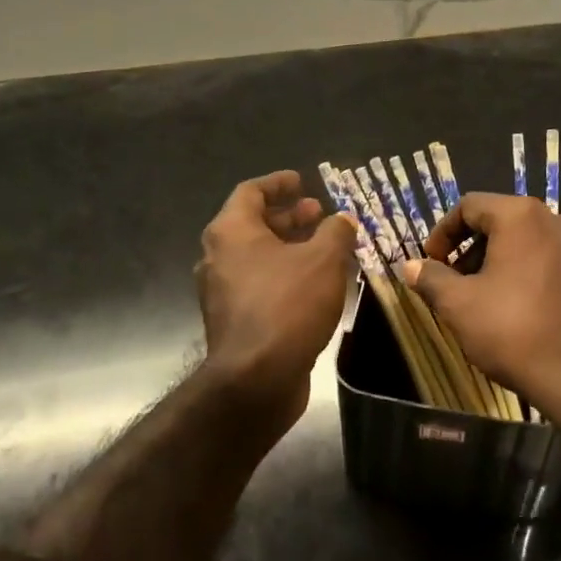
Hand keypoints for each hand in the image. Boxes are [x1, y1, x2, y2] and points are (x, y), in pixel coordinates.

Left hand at [195, 170, 357, 430]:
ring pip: (257, 256)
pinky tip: (316, 284)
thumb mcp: (323, 259)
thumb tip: (343, 219)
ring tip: (325, 248)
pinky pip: (260, 284)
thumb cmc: (288, 305)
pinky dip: (285, 274)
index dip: (278, 183)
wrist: (256, 379)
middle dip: (289, 217)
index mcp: (231, 231)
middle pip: (253, 224)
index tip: (302, 181)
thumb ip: (336, 232)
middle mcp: (218, 257)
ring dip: (290, 247)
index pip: (251, 192)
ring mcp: (222, 291)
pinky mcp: (233, 321)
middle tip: (319, 214)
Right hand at [405, 194, 560, 434]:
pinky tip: (528, 312)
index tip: (431, 264)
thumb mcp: (459, 306)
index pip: (470, 206)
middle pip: (503, 223)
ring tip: (490, 300)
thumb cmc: (516, 333)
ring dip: (504, 263)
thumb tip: (409, 266)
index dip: (442, 233)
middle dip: (473, 250)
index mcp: (523, 216)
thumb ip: (431, 279)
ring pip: (533, 243)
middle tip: (456, 284)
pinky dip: (536, 276)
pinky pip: (559, 264)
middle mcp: (560, 219)